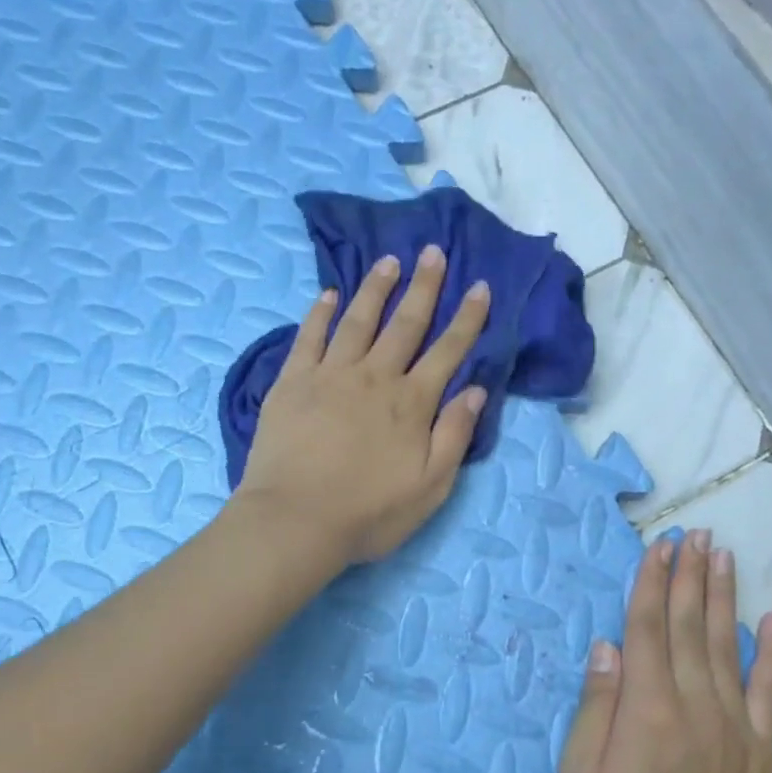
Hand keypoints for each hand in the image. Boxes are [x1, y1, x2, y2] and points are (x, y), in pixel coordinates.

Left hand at [235, 246, 490, 565]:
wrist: (295, 521)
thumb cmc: (368, 513)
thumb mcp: (430, 487)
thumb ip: (454, 436)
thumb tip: (474, 390)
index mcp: (411, 403)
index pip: (447, 351)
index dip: (467, 319)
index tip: (479, 287)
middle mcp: (374, 378)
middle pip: (405, 324)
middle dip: (423, 287)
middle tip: (433, 252)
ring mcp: (329, 375)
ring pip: (358, 321)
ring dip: (375, 289)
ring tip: (388, 261)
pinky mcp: (291, 382)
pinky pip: (309, 337)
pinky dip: (320, 313)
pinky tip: (328, 294)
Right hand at [560, 531, 771, 772]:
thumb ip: (596, 706)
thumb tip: (608, 646)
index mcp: (646, 707)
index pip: (647, 628)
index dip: (651, 583)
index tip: (659, 547)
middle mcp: (692, 702)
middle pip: (688, 625)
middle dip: (688, 575)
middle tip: (693, 534)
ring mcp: (732, 723)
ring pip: (726, 644)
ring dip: (723, 596)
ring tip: (723, 555)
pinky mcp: (759, 747)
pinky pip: (769, 689)